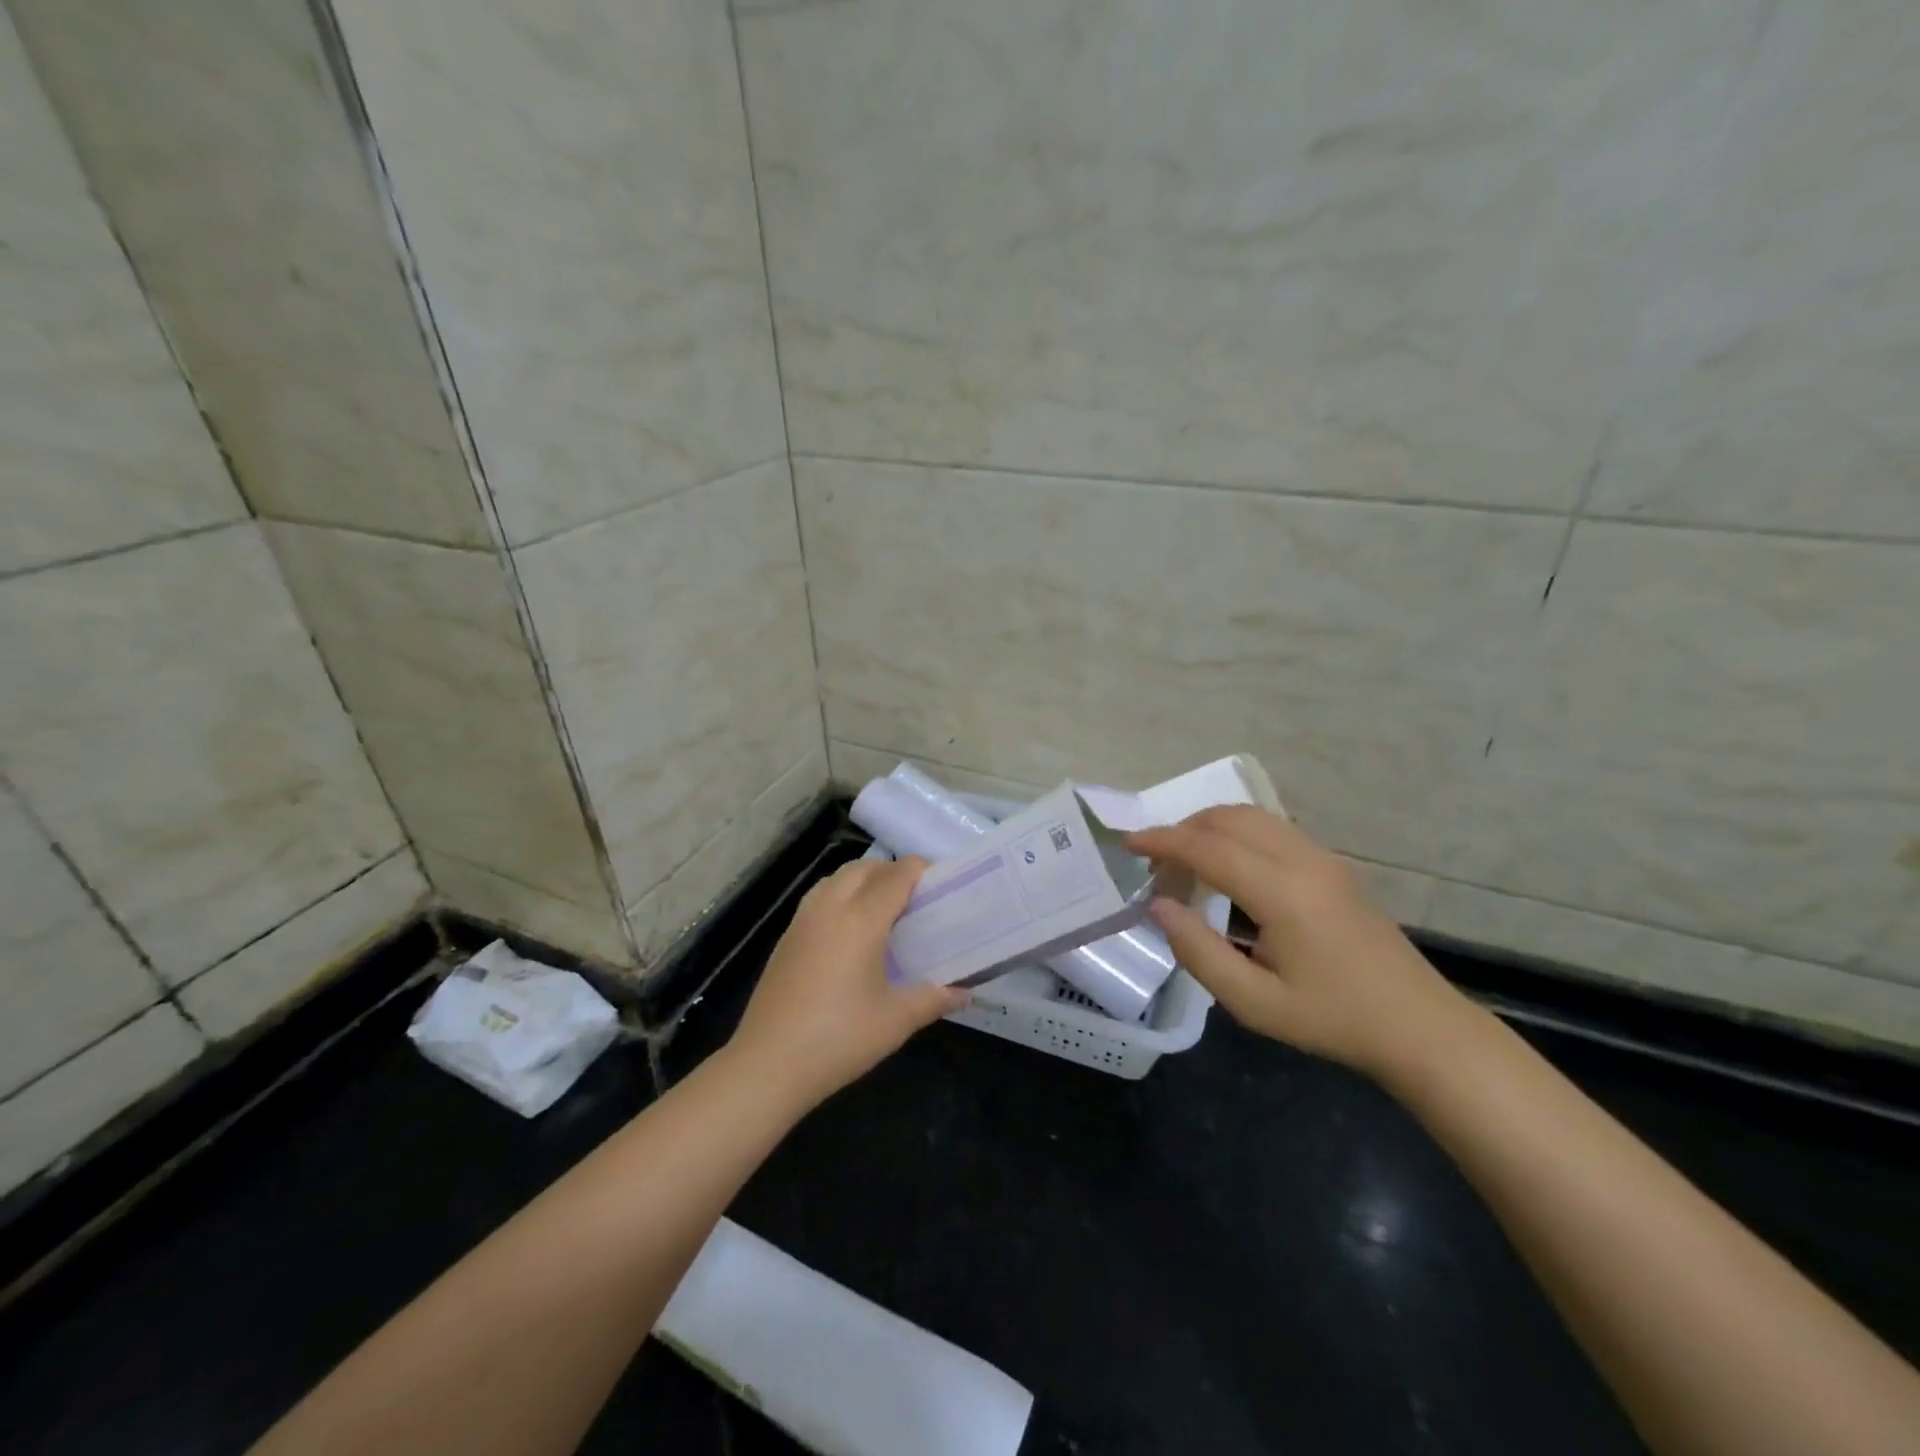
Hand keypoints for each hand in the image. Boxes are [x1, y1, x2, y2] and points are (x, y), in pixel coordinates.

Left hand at [727, 856, 966, 1108]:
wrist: (768, 1065)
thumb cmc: (839, 1039)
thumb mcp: (895, 1021)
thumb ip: (933, 998)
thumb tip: (964, 993)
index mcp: (860, 919)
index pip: (896, 875)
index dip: (921, 871)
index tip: (942, 885)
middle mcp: (830, 907)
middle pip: (865, 868)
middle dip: (893, 871)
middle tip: (917, 898)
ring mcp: (803, 920)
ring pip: (837, 877)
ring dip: (864, 879)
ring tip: (884, 909)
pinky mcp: (786, 937)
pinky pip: (819, 897)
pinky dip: (841, 895)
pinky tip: (850, 931)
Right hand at [1127, 807, 1475, 1077]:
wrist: (1419, 1026)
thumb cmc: (1332, 1019)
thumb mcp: (1253, 1002)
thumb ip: (1198, 951)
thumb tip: (1159, 906)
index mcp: (1282, 891)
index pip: (1207, 847)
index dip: (1162, 840)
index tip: (1128, 844)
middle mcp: (1302, 859)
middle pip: (1228, 818)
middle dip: (1183, 830)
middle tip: (1156, 866)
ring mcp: (1323, 857)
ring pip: (1252, 817)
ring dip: (1209, 829)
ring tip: (1185, 865)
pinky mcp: (1333, 865)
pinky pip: (1272, 829)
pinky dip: (1236, 835)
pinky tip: (1227, 869)